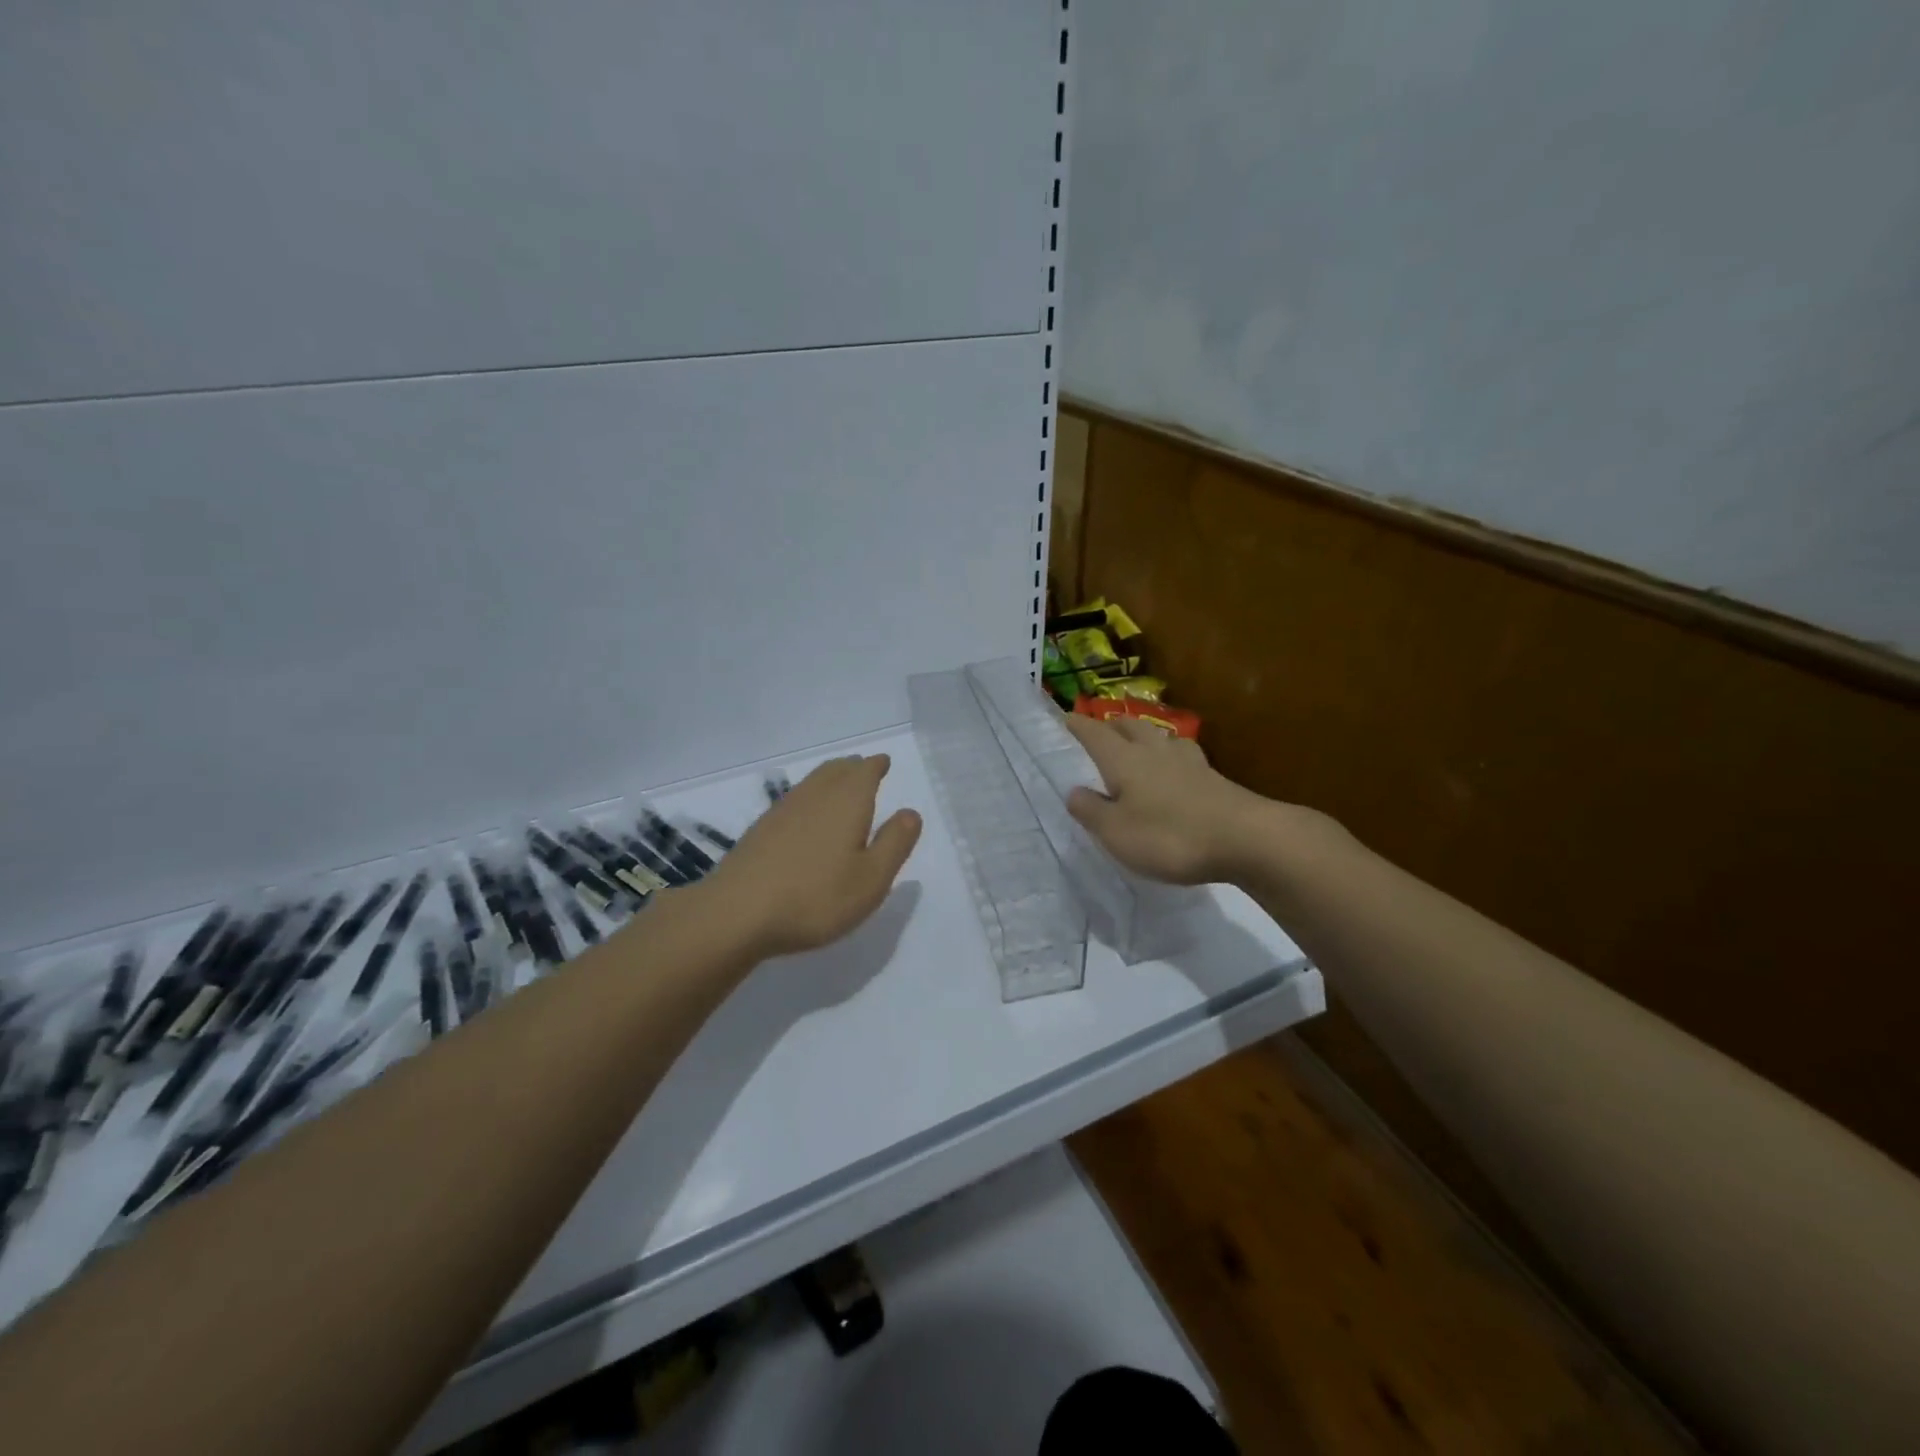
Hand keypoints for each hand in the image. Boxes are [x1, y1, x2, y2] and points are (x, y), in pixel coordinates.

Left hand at [705, 754, 921, 958]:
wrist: (737, 913)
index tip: (883, 762)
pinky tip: (806, 817)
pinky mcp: (761, 831)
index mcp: (847, 802)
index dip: (876, 766)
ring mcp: (783, 811)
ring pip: (813, 783)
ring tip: (839, 786)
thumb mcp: (871, 879)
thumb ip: (894, 843)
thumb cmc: (816, 897)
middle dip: (853, 768)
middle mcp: (815, 797)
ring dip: (830, 779)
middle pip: (836, 771)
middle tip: (864, 769)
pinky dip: (809, 798)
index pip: (865, 772)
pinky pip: (794, 800)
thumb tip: (910, 813)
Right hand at [1061, 714, 1271, 884]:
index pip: (1095, 734)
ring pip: (1159, 736)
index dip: (1079, 726)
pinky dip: (1170, 754)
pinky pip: (1182, 754)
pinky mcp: (1213, 776)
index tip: (1066, 717)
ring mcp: (1188, 761)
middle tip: (1100, 728)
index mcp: (1124, 760)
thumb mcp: (1116, 833)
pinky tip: (1176, 765)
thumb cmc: (1169, 836)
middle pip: (1129, 726)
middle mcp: (1154, 751)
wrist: (1245, 838)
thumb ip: (1092, 811)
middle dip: (1111, 725)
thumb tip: (1074, 791)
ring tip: (1137, 741)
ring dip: (1143, 734)